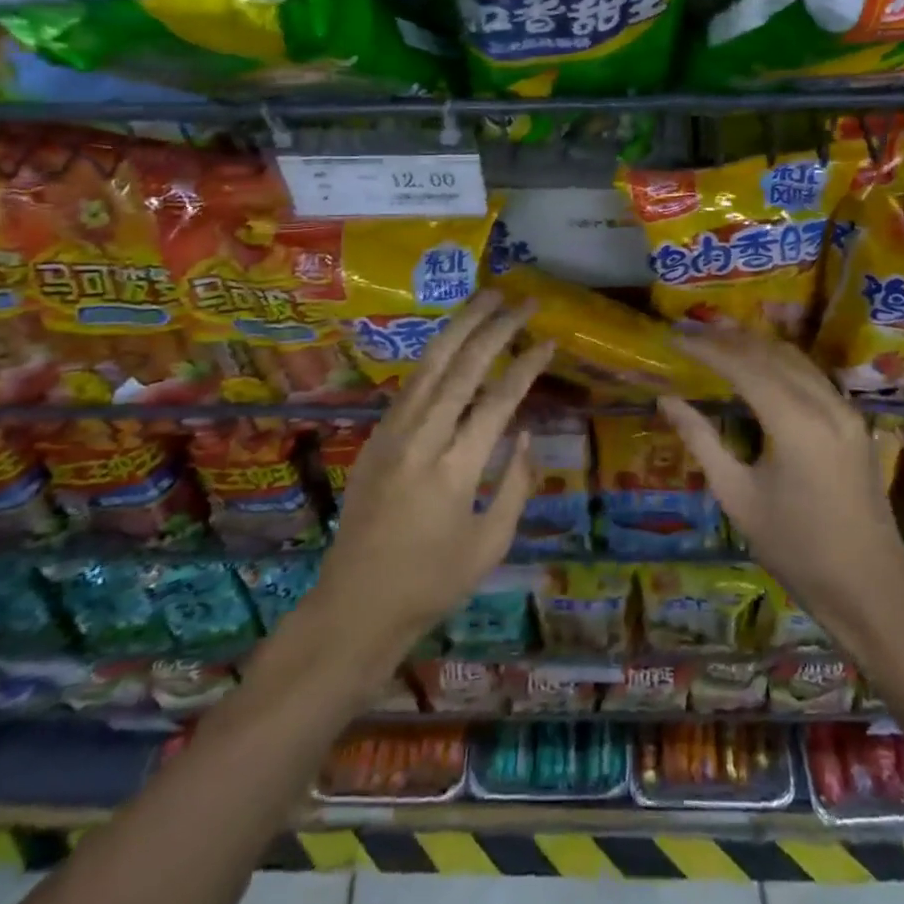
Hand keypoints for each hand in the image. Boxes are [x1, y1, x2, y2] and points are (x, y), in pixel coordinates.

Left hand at [311, 290, 553, 661]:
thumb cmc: (431, 584)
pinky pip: (410, 385)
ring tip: (486, 297)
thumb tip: (525, 435)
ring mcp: (392, 434)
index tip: (548, 339)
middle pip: (462, 368)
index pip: (498, 401)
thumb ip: (514, 486)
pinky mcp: (375, 438)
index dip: (526, 366)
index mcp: (455, 471)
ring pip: (429, 365)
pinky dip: (435, 355)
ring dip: (460, 327)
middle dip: (495, 328)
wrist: (354, 606)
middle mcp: (421, 440)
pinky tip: (451, 341)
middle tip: (523, 300)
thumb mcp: (489, 545)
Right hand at [659, 331, 903, 651]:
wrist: (871, 589)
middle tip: (690, 331)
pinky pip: (812, 376)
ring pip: (795, 359)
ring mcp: (845, 411)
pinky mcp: (853, 422)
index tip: (674, 339)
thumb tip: (667, 400)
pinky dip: (779, 362)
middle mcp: (825, 404)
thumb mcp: (738, 497)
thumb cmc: (796, 550)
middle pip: (771, 354)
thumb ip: (702, 441)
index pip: (743, 366)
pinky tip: (758, 366)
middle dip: (728, 339)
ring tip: (718, 338)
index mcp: (795, 422)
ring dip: (756, 345)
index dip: (706, 349)